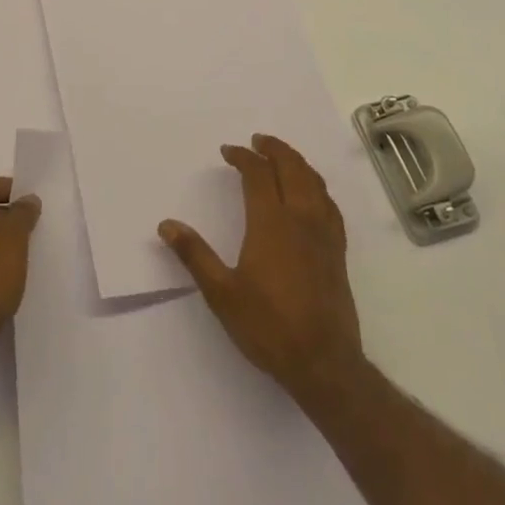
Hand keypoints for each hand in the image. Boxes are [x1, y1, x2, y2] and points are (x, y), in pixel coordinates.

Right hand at [159, 134, 365, 402]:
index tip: (228, 152)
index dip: (243, 157)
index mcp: (271, 223)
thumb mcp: (222, 294)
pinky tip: (311, 194)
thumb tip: (167, 225)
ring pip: (314, 181)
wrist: (324, 363)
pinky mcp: (338, 250)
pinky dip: (316, 186)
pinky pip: (329, 203)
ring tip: (281, 157)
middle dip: (273, 149)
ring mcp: (324, 233)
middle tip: (257, 141)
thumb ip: (195, 255)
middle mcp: (300, 218)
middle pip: (291, 167)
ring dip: (296, 162)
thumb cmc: (269, 327)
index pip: (258, 174)